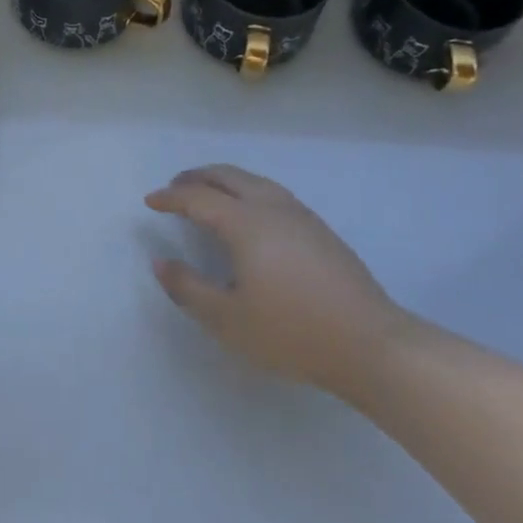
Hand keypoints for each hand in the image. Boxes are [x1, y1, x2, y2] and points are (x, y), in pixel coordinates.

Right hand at [146, 164, 407, 392]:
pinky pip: (273, 194)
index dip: (171, 197)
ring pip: (255, 181)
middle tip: (175, 186)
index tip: (150, 201)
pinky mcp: (321, 231)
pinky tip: (250, 215)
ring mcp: (302, 217)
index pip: (198, 198)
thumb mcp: (227, 319)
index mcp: (245, 223)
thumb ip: (188, 288)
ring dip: (225, 180)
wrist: (372, 345)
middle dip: (198, 177)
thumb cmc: (291, 332)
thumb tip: (161, 262)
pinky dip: (248, 191)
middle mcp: (272, 208)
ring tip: (209, 193)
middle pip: (229, 177)